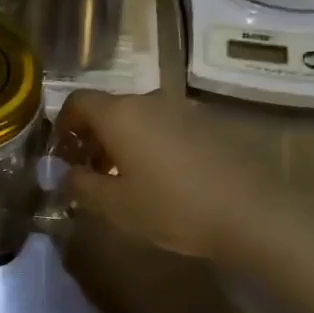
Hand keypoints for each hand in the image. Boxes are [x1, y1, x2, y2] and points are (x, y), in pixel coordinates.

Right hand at [57, 91, 271, 260]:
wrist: (251, 213)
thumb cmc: (172, 208)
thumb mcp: (115, 205)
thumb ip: (80, 184)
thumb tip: (63, 173)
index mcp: (121, 114)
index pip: (78, 101)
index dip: (62, 126)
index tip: (62, 155)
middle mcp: (150, 100)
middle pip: (110, 109)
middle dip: (92, 137)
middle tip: (90, 173)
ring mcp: (184, 108)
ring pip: (139, 117)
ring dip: (123, 141)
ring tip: (126, 178)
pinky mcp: (210, 122)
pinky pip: (167, 125)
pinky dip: (152, 143)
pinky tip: (162, 177)